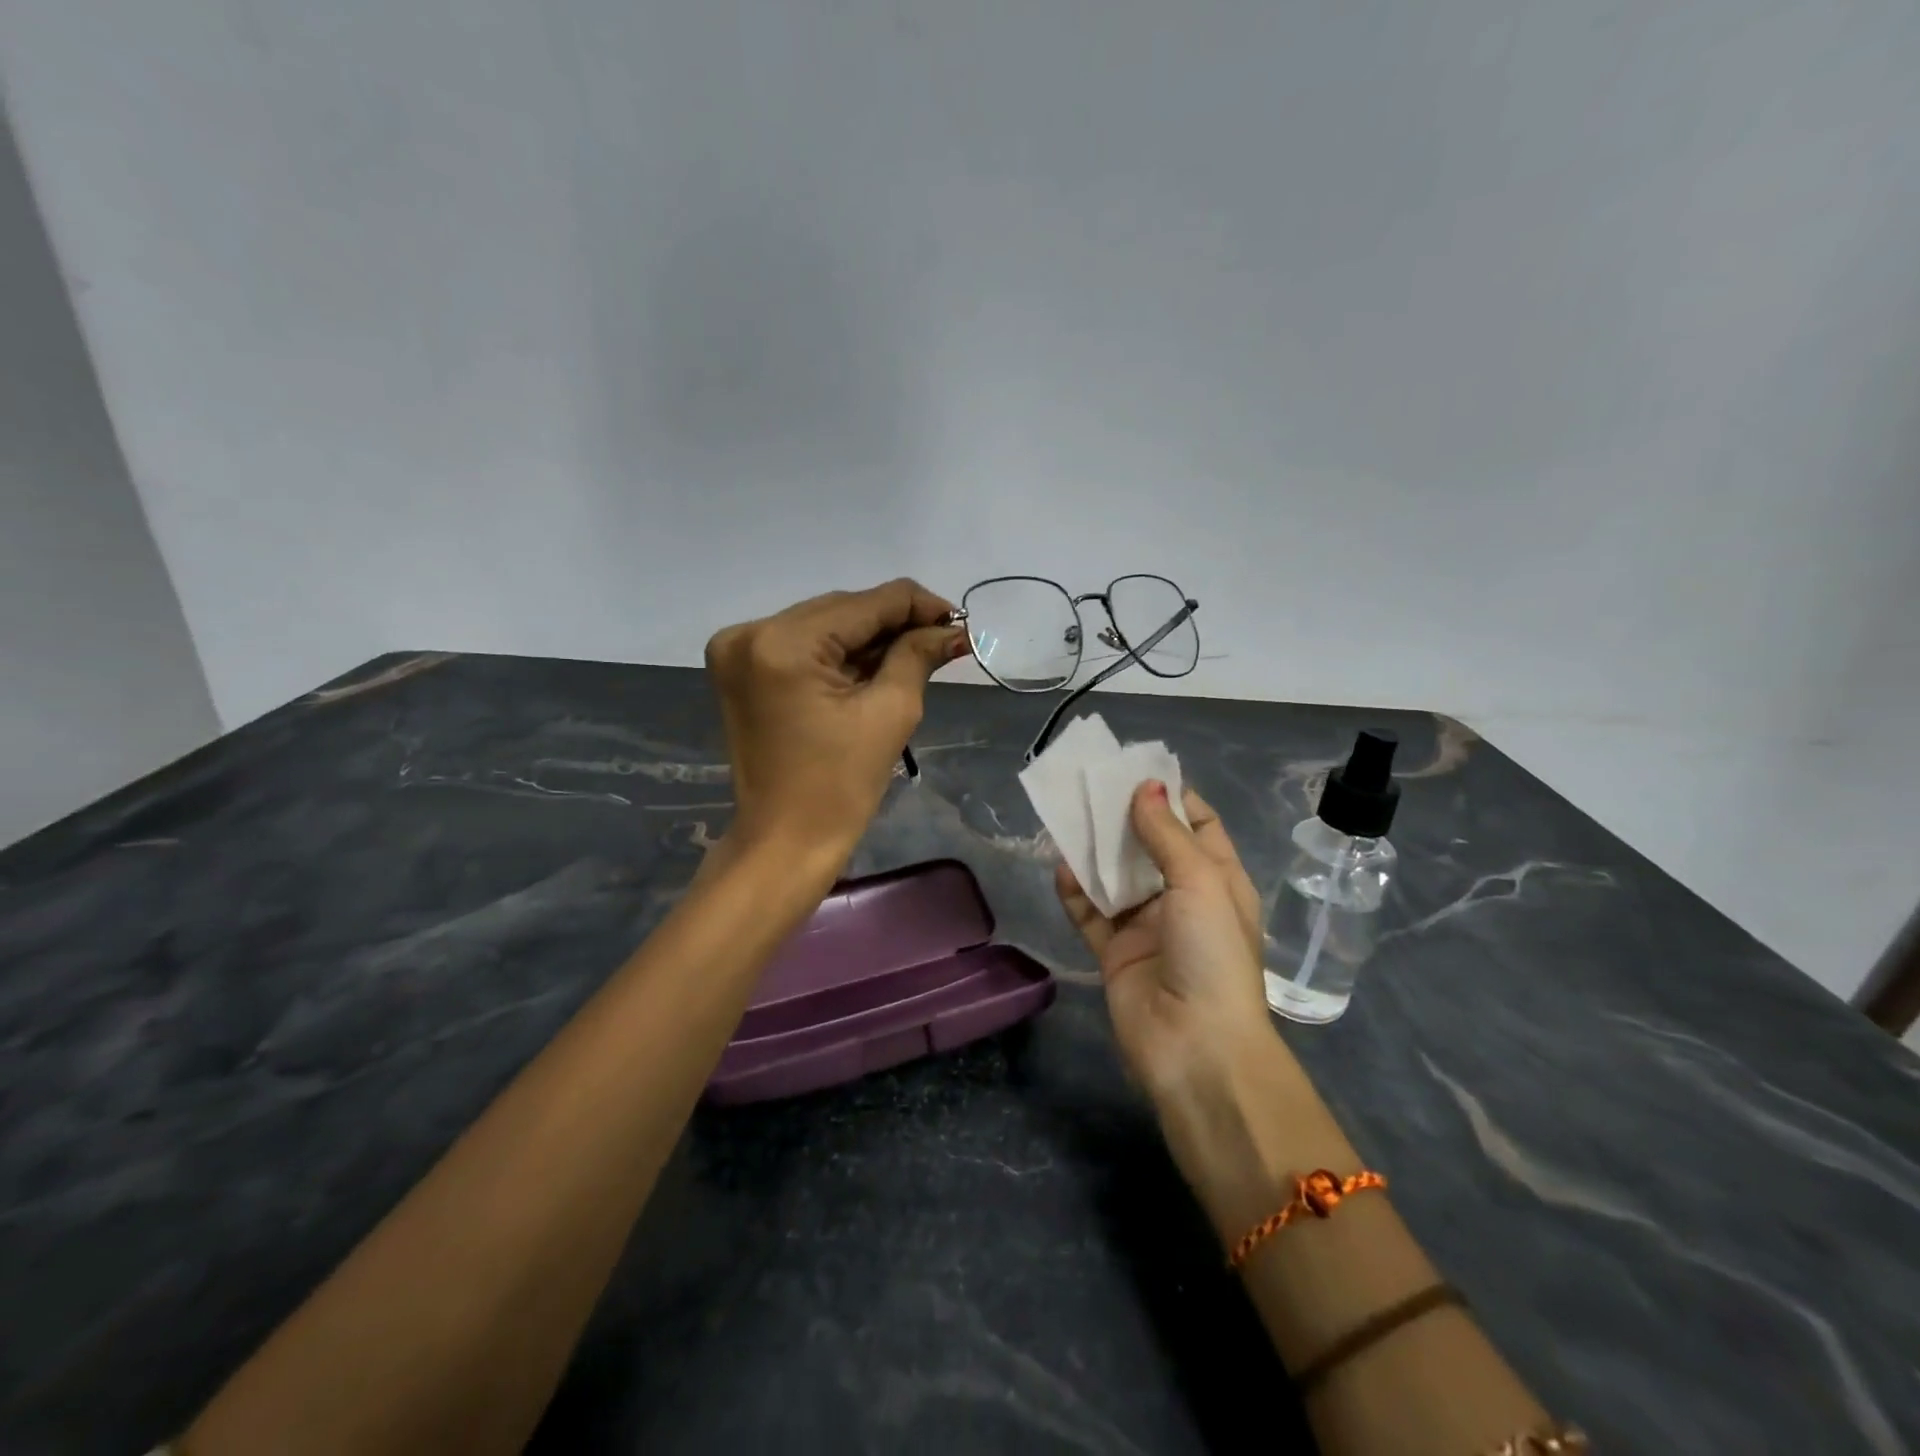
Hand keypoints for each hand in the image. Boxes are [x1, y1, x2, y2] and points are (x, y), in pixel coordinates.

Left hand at [706, 579, 966, 863]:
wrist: (785, 842)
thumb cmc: (841, 787)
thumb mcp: (890, 712)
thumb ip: (918, 655)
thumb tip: (952, 629)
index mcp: (784, 643)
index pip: (866, 602)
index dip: (919, 606)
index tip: (958, 623)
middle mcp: (750, 632)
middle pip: (842, 609)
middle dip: (894, 623)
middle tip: (941, 642)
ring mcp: (738, 650)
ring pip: (823, 624)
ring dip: (868, 638)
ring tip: (913, 655)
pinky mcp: (739, 669)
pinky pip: (802, 645)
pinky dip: (838, 653)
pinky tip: (872, 667)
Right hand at [1055, 782, 1271, 1100]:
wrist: (1196, 1047)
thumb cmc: (1211, 953)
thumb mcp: (1200, 882)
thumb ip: (1167, 834)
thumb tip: (1146, 787)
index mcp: (1218, 881)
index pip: (1198, 826)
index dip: (1172, 797)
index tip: (1137, 770)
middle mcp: (1183, 900)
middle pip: (1151, 848)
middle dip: (1125, 818)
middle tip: (1091, 787)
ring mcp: (1148, 928)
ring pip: (1117, 879)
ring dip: (1095, 852)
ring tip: (1068, 817)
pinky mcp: (1116, 953)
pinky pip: (1092, 915)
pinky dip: (1076, 893)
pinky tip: (1060, 869)